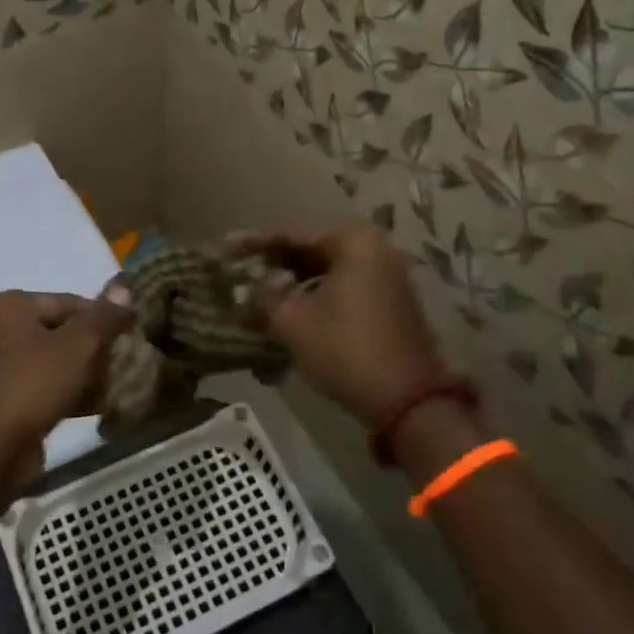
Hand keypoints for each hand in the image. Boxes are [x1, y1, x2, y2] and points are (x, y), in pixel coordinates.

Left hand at [0, 290, 133, 457]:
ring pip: (56, 361)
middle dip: (96, 349)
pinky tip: (98, 406)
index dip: (104, 318)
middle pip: (63, 331)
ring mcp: (0, 366)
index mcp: (11, 306)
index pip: (70, 302)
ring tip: (116, 385)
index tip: (130, 337)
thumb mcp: (78, 345)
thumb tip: (124, 288)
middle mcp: (0, 329)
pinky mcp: (5, 399)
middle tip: (124, 364)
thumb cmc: (33, 385)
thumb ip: (104, 316)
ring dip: (86, 373)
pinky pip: (45, 386)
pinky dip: (69, 392)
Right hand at [234, 222, 449, 427]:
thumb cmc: (346, 350)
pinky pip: (344, 282)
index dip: (254, 242)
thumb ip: (264, 297)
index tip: (226, 248)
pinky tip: (291, 302)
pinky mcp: (390, 298)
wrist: (407, 400)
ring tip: (260, 286)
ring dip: (294, 276)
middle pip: (312, 246)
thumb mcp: (294, 323)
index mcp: (353, 242)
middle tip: (242, 266)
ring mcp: (386, 273)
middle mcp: (374, 247)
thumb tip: (249, 287)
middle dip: (275, 259)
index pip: (292, 234)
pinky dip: (316, 289)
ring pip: (328, 266)